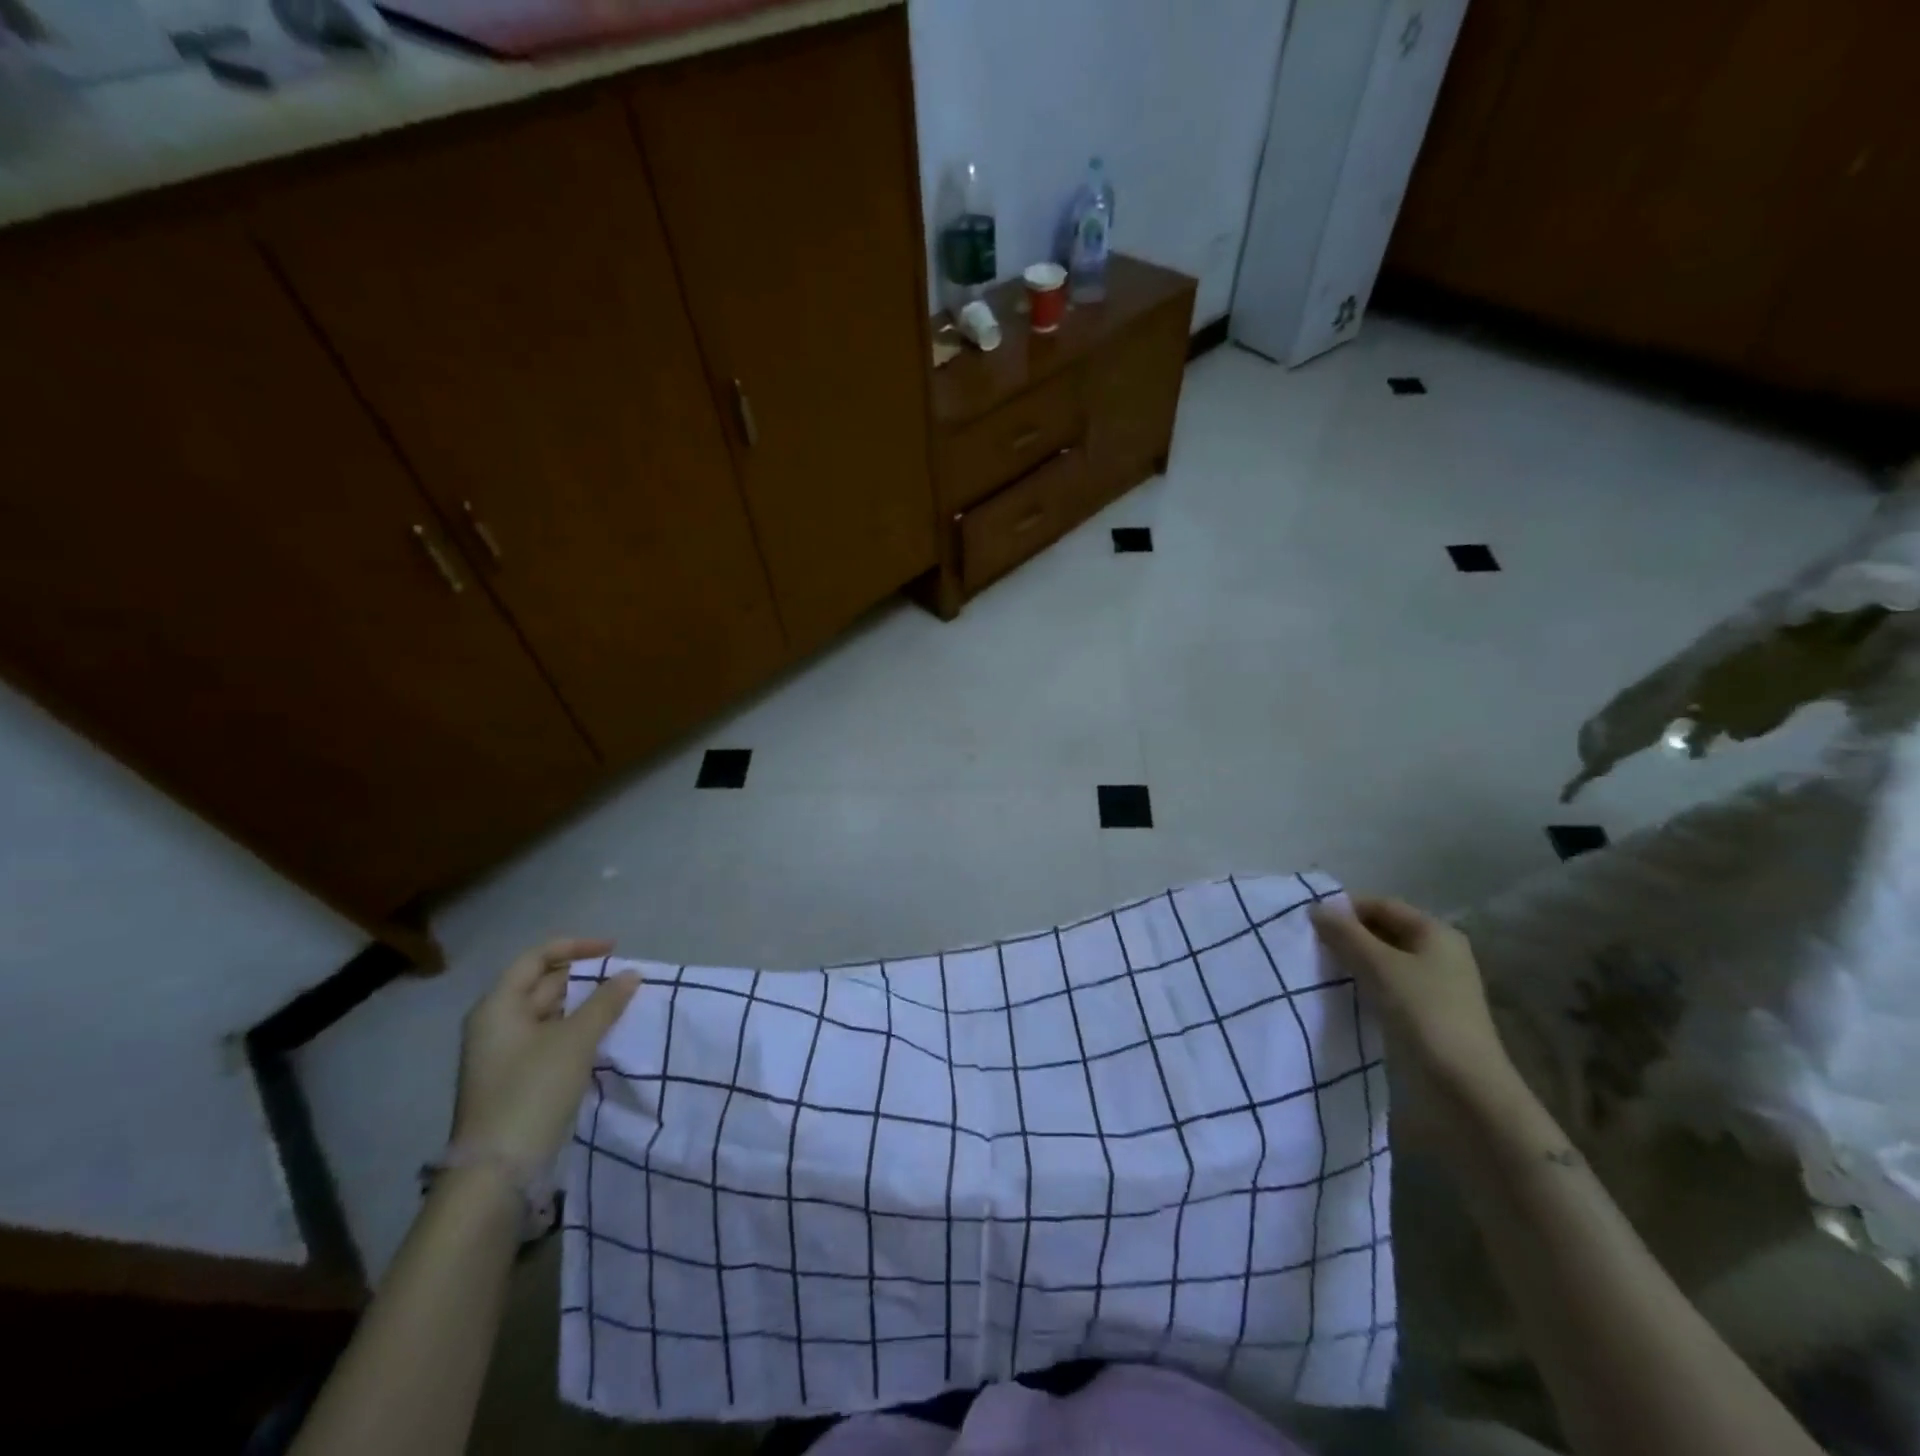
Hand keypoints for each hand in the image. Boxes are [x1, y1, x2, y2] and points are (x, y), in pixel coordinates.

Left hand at [449, 939, 640, 1171]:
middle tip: (625, 979)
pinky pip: (551, 1039)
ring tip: (622, 1004)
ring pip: (550, 1014)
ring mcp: (505, 1055)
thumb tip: (631, 974)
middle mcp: (497, 1025)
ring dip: (585, 1005)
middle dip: (585, 977)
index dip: (576, 947)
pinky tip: (604, 1036)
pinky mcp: (517, 1080)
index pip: (536, 958)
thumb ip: (605, 1002)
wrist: (497, 1172)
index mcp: (498, 1007)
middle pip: (542, 984)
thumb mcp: (575, 1041)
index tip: (614, 950)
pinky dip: (577, 1031)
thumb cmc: (532, 1092)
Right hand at [1310, 896, 1511, 1096]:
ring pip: (1383, 961)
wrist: (1464, 1089)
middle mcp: (1439, 954)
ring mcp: (1435, 986)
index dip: (1345, 908)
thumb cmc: (1424, 1014)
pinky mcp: (1426, 1014)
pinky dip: (1364, 984)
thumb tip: (1316, 908)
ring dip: (1353, 961)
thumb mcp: (1379, 966)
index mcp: (1436, 933)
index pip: (1382, 905)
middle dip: (1347, 935)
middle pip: (1384, 931)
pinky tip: (1341, 993)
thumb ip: (1346, 934)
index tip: (1309, 921)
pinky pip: (1387, 986)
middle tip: (1309, 944)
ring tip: (1319, 967)